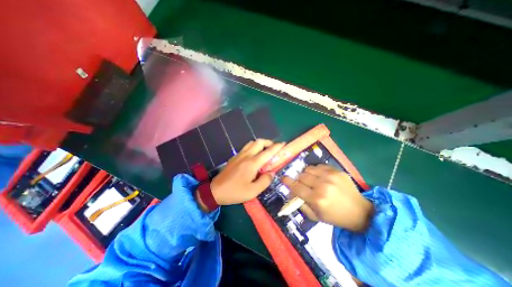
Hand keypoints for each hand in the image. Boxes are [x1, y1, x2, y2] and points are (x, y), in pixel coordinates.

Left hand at [207, 139, 285, 204]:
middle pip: (259, 142)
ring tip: (265, 151)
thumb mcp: (253, 191)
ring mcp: (239, 155)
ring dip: (260, 144)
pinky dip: (253, 147)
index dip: (277, 147)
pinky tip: (254, 156)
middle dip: (268, 142)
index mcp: (252, 163)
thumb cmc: (235, 192)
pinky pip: (246, 147)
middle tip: (273, 149)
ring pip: (251, 143)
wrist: (215, 191)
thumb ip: (265, 181)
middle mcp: (246, 156)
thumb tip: (272, 173)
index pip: (268, 152)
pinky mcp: (234, 157)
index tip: (283, 144)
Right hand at [281, 165, 374, 231]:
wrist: (360, 212)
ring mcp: (330, 176)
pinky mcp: (337, 171)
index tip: (283, 178)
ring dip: (306, 174)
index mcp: (317, 199)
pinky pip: (319, 166)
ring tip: (311, 180)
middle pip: (301, 176)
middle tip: (302, 184)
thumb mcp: (316, 217)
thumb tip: (291, 193)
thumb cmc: (335, 217)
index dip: (288, 182)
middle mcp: (322, 185)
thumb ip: (301, 204)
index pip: (296, 187)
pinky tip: (320, 177)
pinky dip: (316, 171)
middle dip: (299, 180)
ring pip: (309, 169)